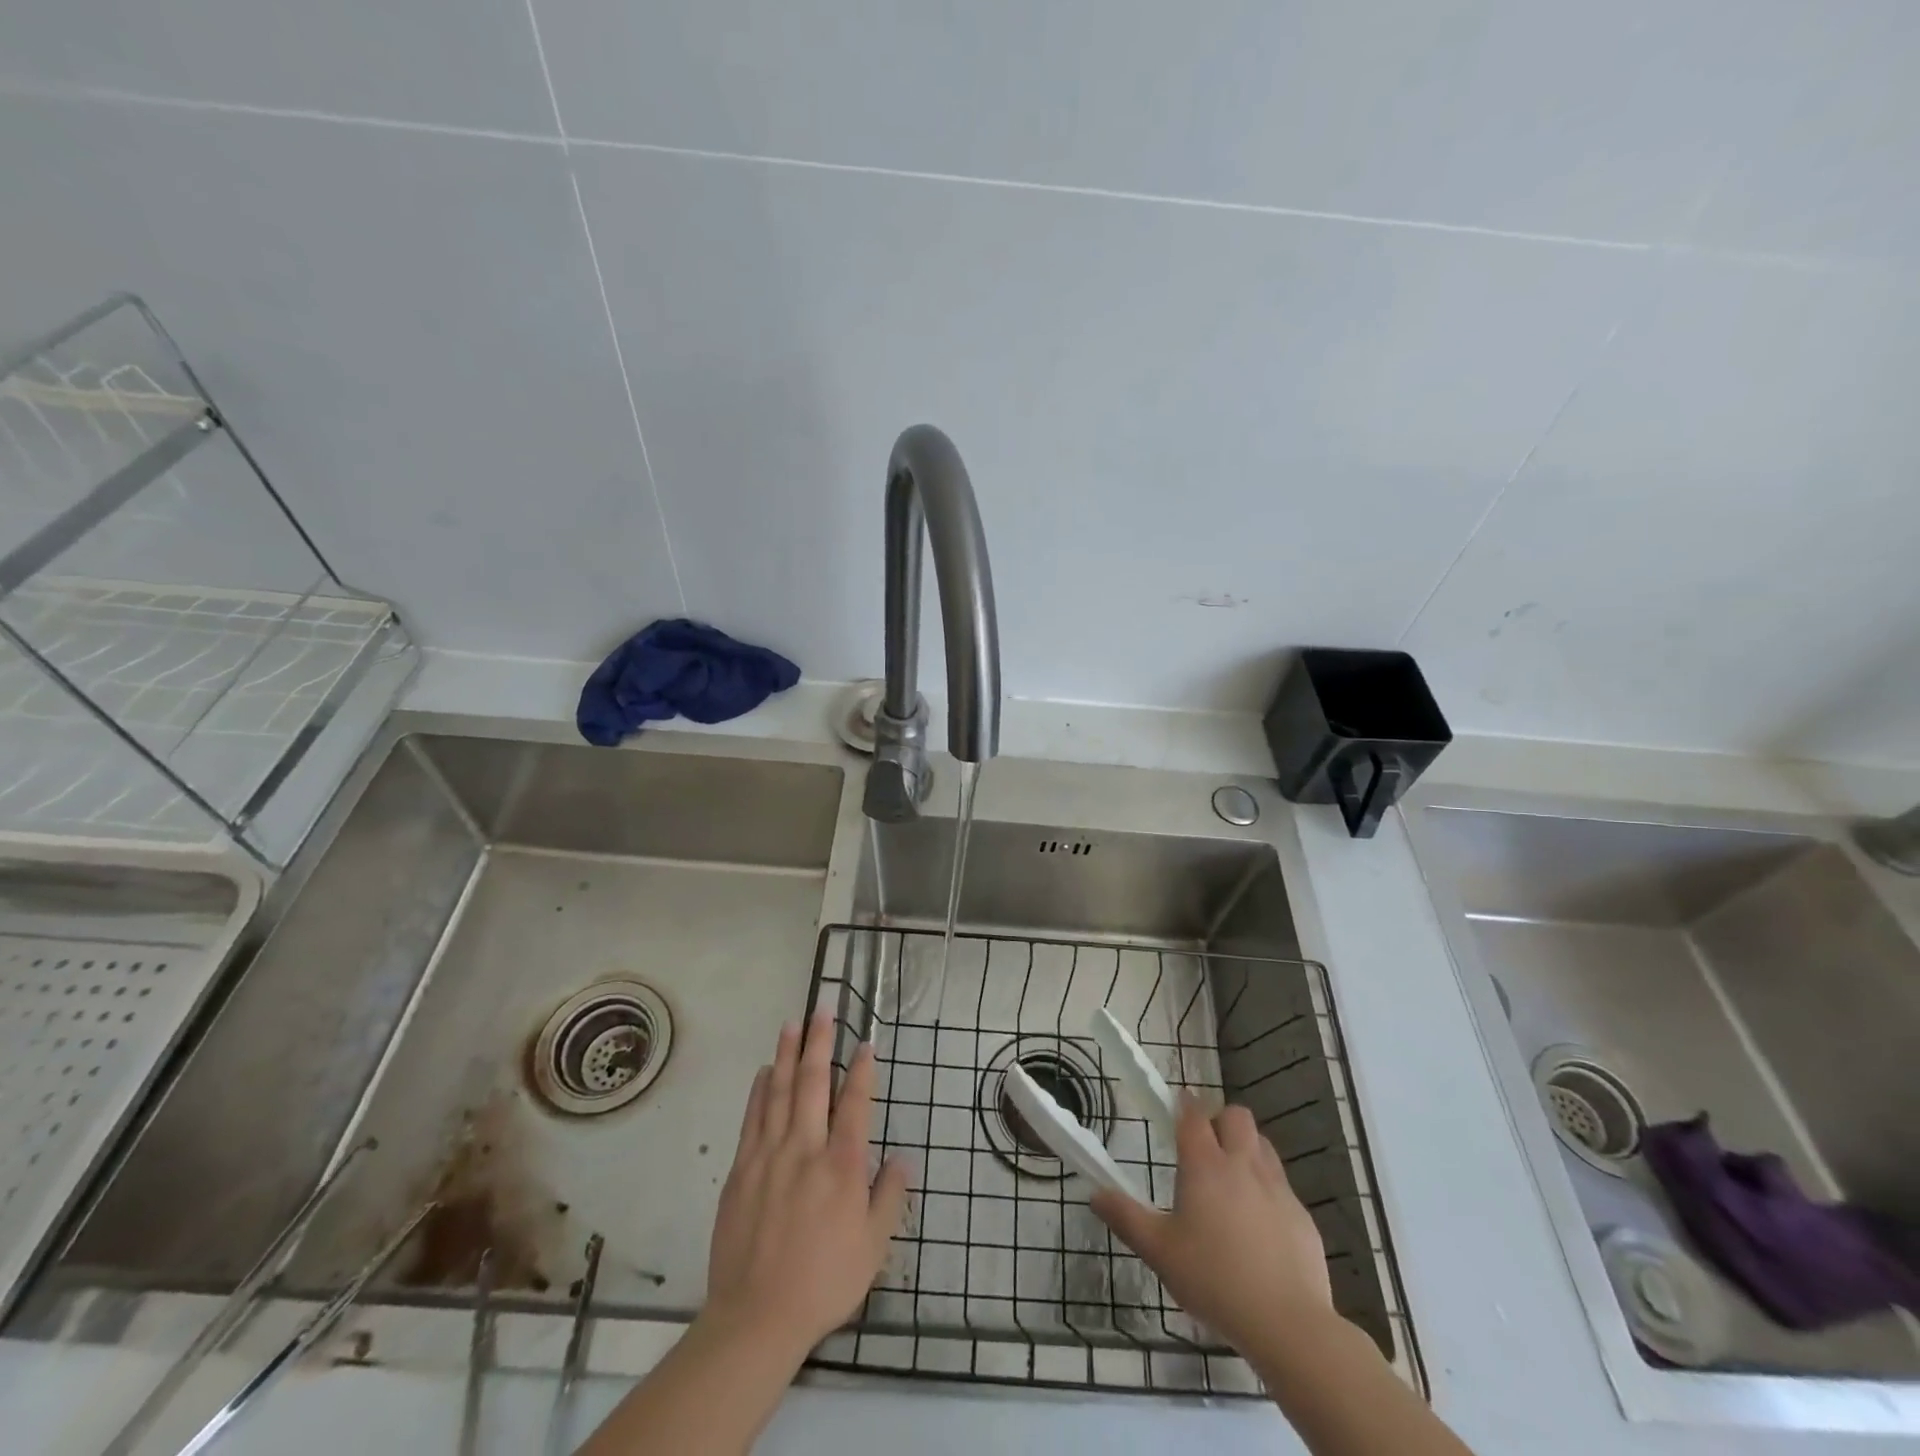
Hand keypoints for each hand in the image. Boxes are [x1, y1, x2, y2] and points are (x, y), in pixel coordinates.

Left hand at [703, 1010, 910, 1360]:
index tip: (866, 1044)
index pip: (855, 1103)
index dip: (862, 1070)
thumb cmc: (824, 1281)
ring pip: (779, 1091)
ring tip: (792, 1023)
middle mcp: (806, 1148)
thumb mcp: (873, 1248)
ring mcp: (769, 1155)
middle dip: (820, 1042)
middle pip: (813, 1083)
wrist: (756, 1317)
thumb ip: (889, 1198)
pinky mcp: (741, 1169)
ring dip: (787, 1054)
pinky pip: (753, 1117)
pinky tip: (765, 1071)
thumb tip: (902, 1159)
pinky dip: (760, 1090)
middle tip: (823, 1009)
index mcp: (842, 1165)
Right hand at [1091, 1093, 1331, 1356]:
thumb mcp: (1159, 1251)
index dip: (1184, 1104)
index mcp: (1205, 1165)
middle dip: (1219, 1119)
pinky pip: (1282, 1184)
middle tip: (1205, 1146)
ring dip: (1246, 1148)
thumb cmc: (1214, 1279)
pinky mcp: (1301, 1216)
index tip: (1176, 1104)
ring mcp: (1277, 1188)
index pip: (1193, 1114)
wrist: (1287, 1323)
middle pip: (1235, 1115)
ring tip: (1231, 1179)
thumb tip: (1095, 1194)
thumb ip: (1126, 1218)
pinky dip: (1268, 1189)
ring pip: (1262, 1144)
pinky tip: (1259, 1224)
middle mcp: (1242, 1165)